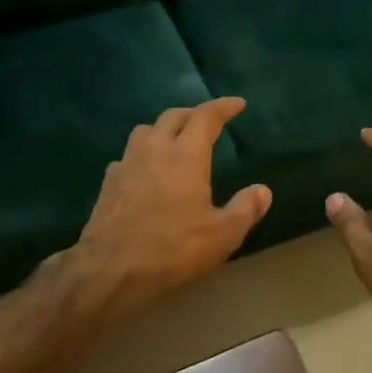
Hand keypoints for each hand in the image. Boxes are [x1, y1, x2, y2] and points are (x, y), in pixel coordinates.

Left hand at [70, 98, 270, 322]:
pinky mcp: (108, 183)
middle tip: (208, 121)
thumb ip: (245, 209)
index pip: (206, 117)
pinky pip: (128, 156)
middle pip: (173, 116)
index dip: (224, 107)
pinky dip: (143, 155)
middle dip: (194, 113)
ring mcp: (127, 164)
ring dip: (164, 129)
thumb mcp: (222, 235)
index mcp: (186, 155)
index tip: (238, 104)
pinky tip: (146, 171)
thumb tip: (263, 191)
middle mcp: (155, 149)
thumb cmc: (173, 248)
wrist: (111, 268)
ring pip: (146, 131)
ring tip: (176, 141)